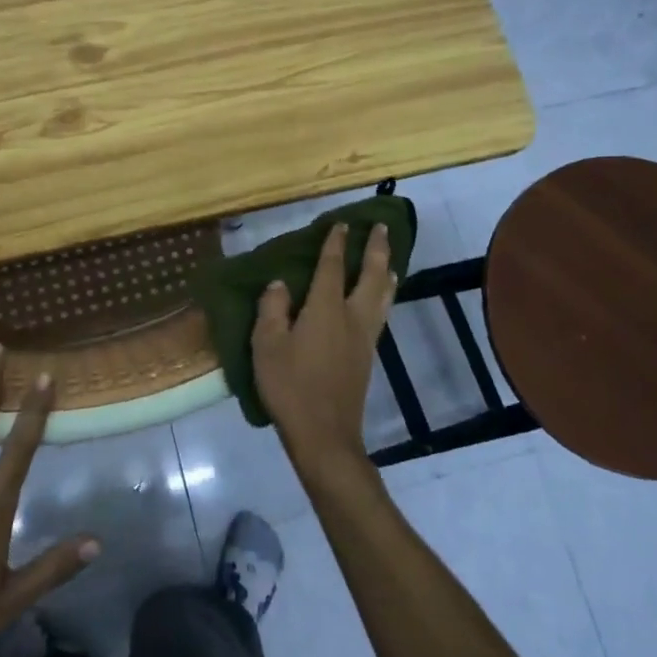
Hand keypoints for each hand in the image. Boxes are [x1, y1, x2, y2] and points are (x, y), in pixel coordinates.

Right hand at [252, 222, 395, 482]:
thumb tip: (280, 284)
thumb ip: (272, 309)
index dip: (336, 243)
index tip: (341, 223)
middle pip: (371, 275)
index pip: (332, 267)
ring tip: (390, 259)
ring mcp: (364, 337)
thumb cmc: (290, 387)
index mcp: (325, 309)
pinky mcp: (368, 356)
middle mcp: (351, 316)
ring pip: (383, 295)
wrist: (324, 433)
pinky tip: (381, 299)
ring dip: (386, 272)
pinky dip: (385, 296)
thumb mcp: (266, 345)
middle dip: (376, 249)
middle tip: (381, 227)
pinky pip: (381, 313)